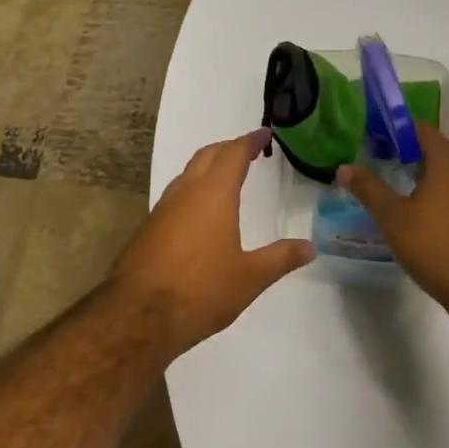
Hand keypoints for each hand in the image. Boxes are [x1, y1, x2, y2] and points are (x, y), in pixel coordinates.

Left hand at [111, 130, 314, 351]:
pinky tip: (200, 212)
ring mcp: (163, 208)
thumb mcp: (250, 277)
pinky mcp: (149, 227)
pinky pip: (176, 194)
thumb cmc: (201, 290)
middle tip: (248, 151)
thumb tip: (310, 247)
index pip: (234, 154)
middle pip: (208, 155)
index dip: (250, 141)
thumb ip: (281, 258)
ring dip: (208, 166)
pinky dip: (193, 189)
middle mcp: (186, 192)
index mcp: (213, 194)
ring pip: (188, 173)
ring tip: (226, 176)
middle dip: (228, 148)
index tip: (264, 133)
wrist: (139, 314)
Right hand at [340, 122, 448, 318]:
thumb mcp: (393, 219)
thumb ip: (369, 189)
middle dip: (409, 153)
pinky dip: (445, 194)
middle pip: (437, 148)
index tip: (372, 141)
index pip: (420, 129)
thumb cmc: (438, 249)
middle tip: (381, 165)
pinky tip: (428, 217)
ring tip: (400, 191)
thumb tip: (344, 168)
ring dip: (428, 175)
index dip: (394, 130)